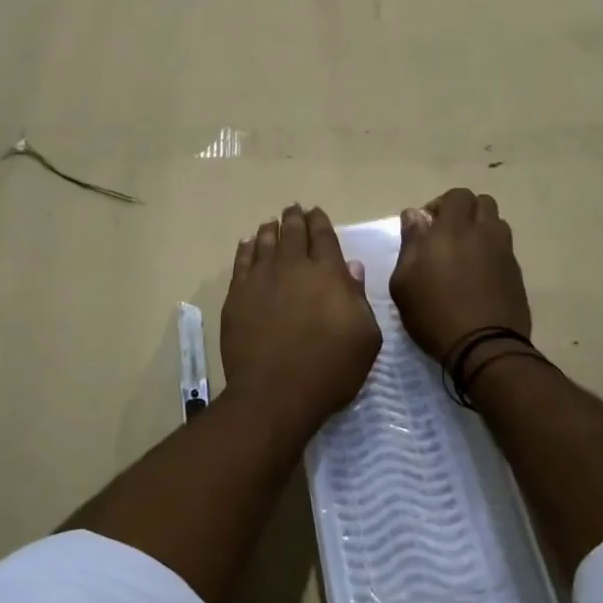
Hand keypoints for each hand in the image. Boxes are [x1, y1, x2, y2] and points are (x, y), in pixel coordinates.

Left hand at [221, 204, 381, 429]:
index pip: (323, 236)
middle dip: (295, 218)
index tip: (317, 213)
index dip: (320, 222)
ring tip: (272, 223)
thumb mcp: (365, 338)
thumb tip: (351, 268)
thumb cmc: (329, 370)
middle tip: (293, 209)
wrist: (275, 393)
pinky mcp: (237, 295)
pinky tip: (247, 243)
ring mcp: (261, 279)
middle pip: (293, 232)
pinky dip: (246, 247)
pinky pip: (241, 261)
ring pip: (266, 242)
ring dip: (271, 229)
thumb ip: (358, 298)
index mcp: (327, 273)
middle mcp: (293, 267)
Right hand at [390, 189, 531, 361]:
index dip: (442, 204)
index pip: (457, 195)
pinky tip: (478, 275)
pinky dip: (491, 251)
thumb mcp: (404, 281)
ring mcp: (504, 252)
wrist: (484, 347)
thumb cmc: (433, 314)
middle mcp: (483, 233)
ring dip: (481, 229)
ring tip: (465, 253)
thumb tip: (414, 215)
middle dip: (464, 211)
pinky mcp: (517, 273)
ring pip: (497, 223)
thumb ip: (409, 242)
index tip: (427, 226)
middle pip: (482, 203)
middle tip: (447, 235)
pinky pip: (504, 248)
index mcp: (452, 230)